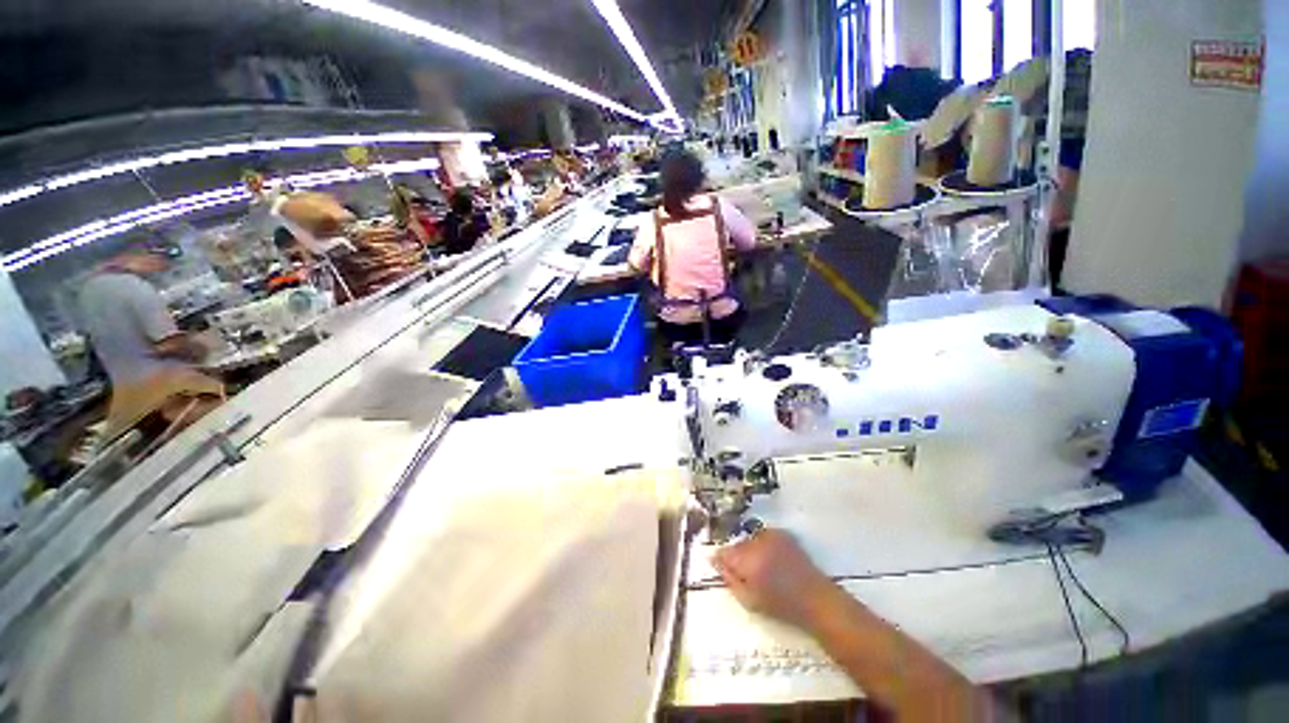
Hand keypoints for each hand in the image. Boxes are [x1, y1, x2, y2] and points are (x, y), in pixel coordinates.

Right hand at [712, 528, 836, 629]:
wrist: (816, 600)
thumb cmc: (781, 606)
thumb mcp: (748, 600)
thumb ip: (729, 579)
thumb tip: (715, 561)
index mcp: (747, 560)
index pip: (724, 552)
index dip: (721, 559)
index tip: (721, 566)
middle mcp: (757, 543)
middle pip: (736, 544)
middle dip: (736, 555)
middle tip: (743, 570)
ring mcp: (771, 535)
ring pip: (749, 538)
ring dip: (749, 548)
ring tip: (759, 565)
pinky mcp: (783, 534)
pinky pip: (763, 535)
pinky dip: (762, 543)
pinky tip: (770, 557)